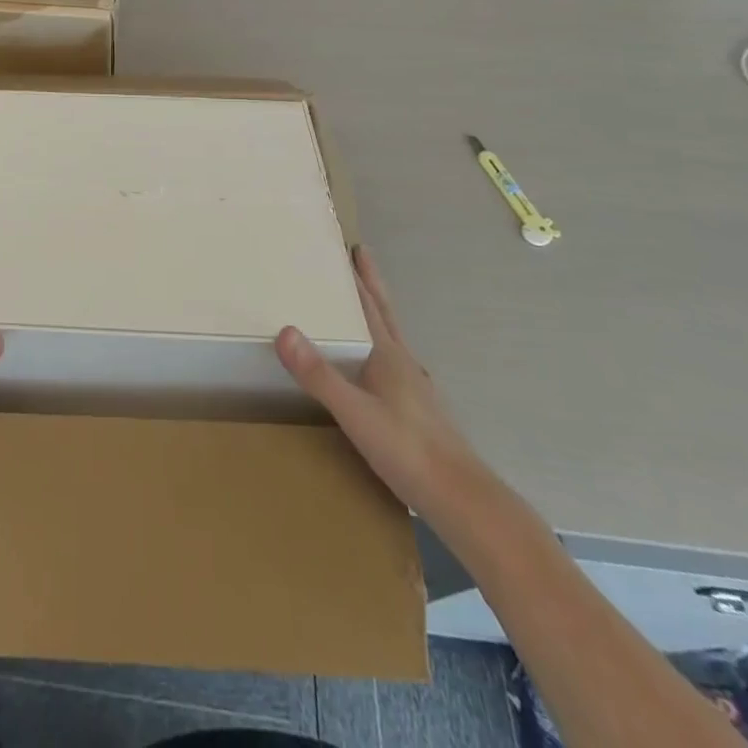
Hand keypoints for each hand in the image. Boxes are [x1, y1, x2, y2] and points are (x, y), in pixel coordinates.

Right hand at [275, 245, 485, 515]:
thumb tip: (284, 330)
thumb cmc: (408, 450)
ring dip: (376, 313)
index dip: (358, 277)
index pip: (368, 305)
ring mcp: (414, 387)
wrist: (463, 501)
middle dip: (371, 284)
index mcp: (387, 355)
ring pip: (390, 338)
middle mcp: (403, 363)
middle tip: (361, 255)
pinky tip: (375, 365)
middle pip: (384, 314)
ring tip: (362, 304)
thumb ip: (319, 375)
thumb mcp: (355, 413)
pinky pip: (393, 363)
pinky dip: (380, 346)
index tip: (350, 246)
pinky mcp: (418, 411)